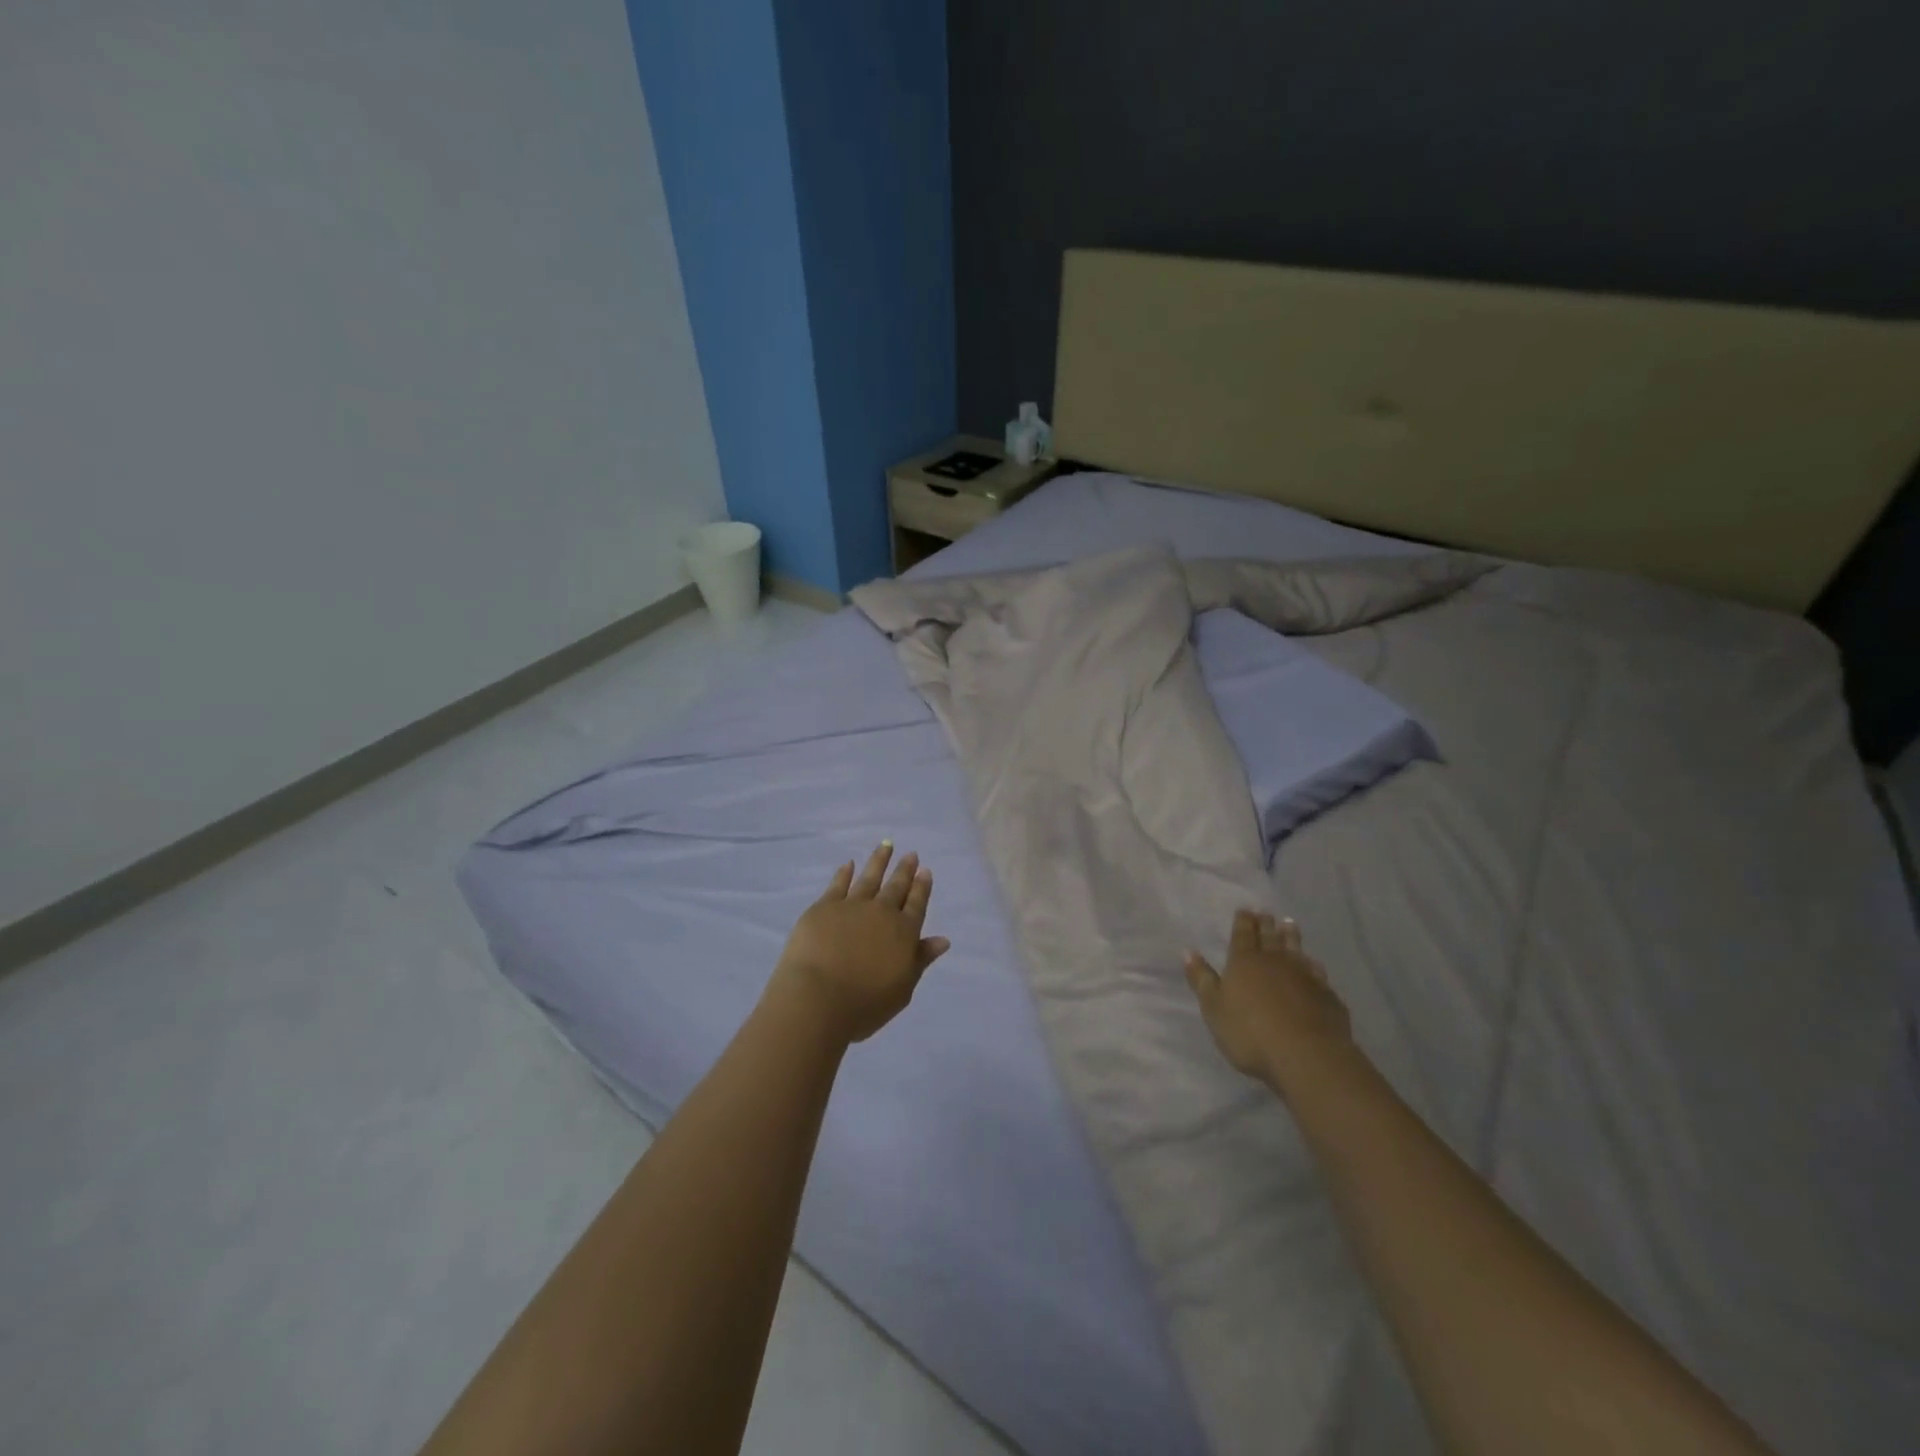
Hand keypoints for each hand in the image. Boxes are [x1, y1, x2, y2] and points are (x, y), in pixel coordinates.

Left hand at [769, 843, 949, 1044]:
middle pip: (896, 886)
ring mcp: (852, 906)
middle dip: (905, 870)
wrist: (817, 998)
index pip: (917, 905)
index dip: (922, 887)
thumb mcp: (902, 989)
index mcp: (904, 933)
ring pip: (870, 877)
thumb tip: (942, 940)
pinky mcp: (824, 907)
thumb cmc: (864, 1004)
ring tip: (886, 845)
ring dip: (879, 861)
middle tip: (911, 854)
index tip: (925, 871)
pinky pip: (838, 884)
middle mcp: (882, 913)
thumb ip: (920, 960)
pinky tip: (849, 864)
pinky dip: (845, 873)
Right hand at [1185, 910, 1354, 1094]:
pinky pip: (1317, 972)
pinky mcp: (1326, 995)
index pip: (1243, 934)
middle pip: (1270, 937)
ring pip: (1296, 949)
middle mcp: (1275, 961)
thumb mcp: (1214, 1009)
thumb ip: (1202, 980)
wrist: (1307, 1056)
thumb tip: (1188, 952)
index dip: (1243, 921)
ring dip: (1291, 936)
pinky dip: (1312, 964)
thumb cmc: (1250, 1033)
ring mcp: (1304, 976)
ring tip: (1289, 924)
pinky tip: (1314, 964)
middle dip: (1266, 924)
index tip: (1245, 910)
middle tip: (1266, 913)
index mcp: (1244, 961)